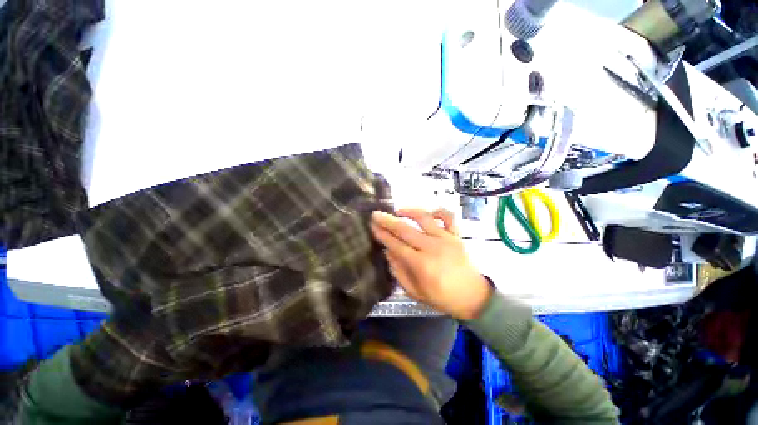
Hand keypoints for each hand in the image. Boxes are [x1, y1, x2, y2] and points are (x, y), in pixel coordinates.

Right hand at [371, 209, 492, 319]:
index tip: (372, 226)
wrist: (473, 297)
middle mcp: (432, 247)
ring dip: (409, 211)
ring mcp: (446, 239)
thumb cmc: (442, 297)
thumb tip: (388, 251)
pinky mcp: (457, 235)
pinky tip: (429, 213)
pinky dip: (439, 211)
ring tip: (398, 211)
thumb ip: (399, 272)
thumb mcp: (415, 292)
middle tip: (376, 214)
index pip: (396, 244)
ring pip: (424, 218)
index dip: (382, 234)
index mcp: (421, 264)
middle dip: (388, 221)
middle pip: (405, 229)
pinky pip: (448, 217)